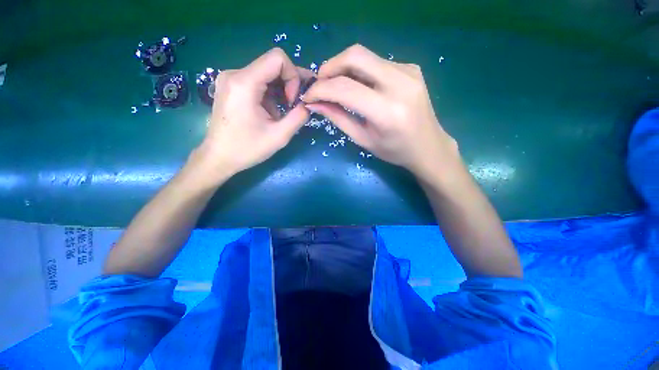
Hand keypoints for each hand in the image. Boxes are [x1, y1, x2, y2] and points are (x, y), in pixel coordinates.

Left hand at [190, 48, 309, 185]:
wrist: (218, 157)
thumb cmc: (247, 149)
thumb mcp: (279, 136)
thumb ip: (298, 117)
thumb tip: (309, 104)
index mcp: (244, 83)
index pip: (278, 58)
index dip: (293, 76)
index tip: (292, 101)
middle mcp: (234, 74)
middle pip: (272, 65)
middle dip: (289, 84)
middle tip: (297, 105)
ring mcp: (230, 79)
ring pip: (266, 74)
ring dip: (280, 91)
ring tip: (283, 113)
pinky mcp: (230, 87)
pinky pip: (257, 82)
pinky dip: (270, 94)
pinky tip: (270, 112)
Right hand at [302, 44, 458, 178]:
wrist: (429, 146)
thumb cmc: (394, 151)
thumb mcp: (363, 139)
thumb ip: (338, 118)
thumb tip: (314, 103)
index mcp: (387, 111)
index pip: (345, 88)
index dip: (321, 89)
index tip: (308, 95)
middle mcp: (400, 84)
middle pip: (355, 56)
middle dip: (330, 67)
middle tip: (320, 84)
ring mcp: (408, 71)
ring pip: (365, 56)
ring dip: (344, 68)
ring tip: (335, 86)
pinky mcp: (411, 68)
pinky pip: (377, 62)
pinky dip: (361, 71)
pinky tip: (359, 86)